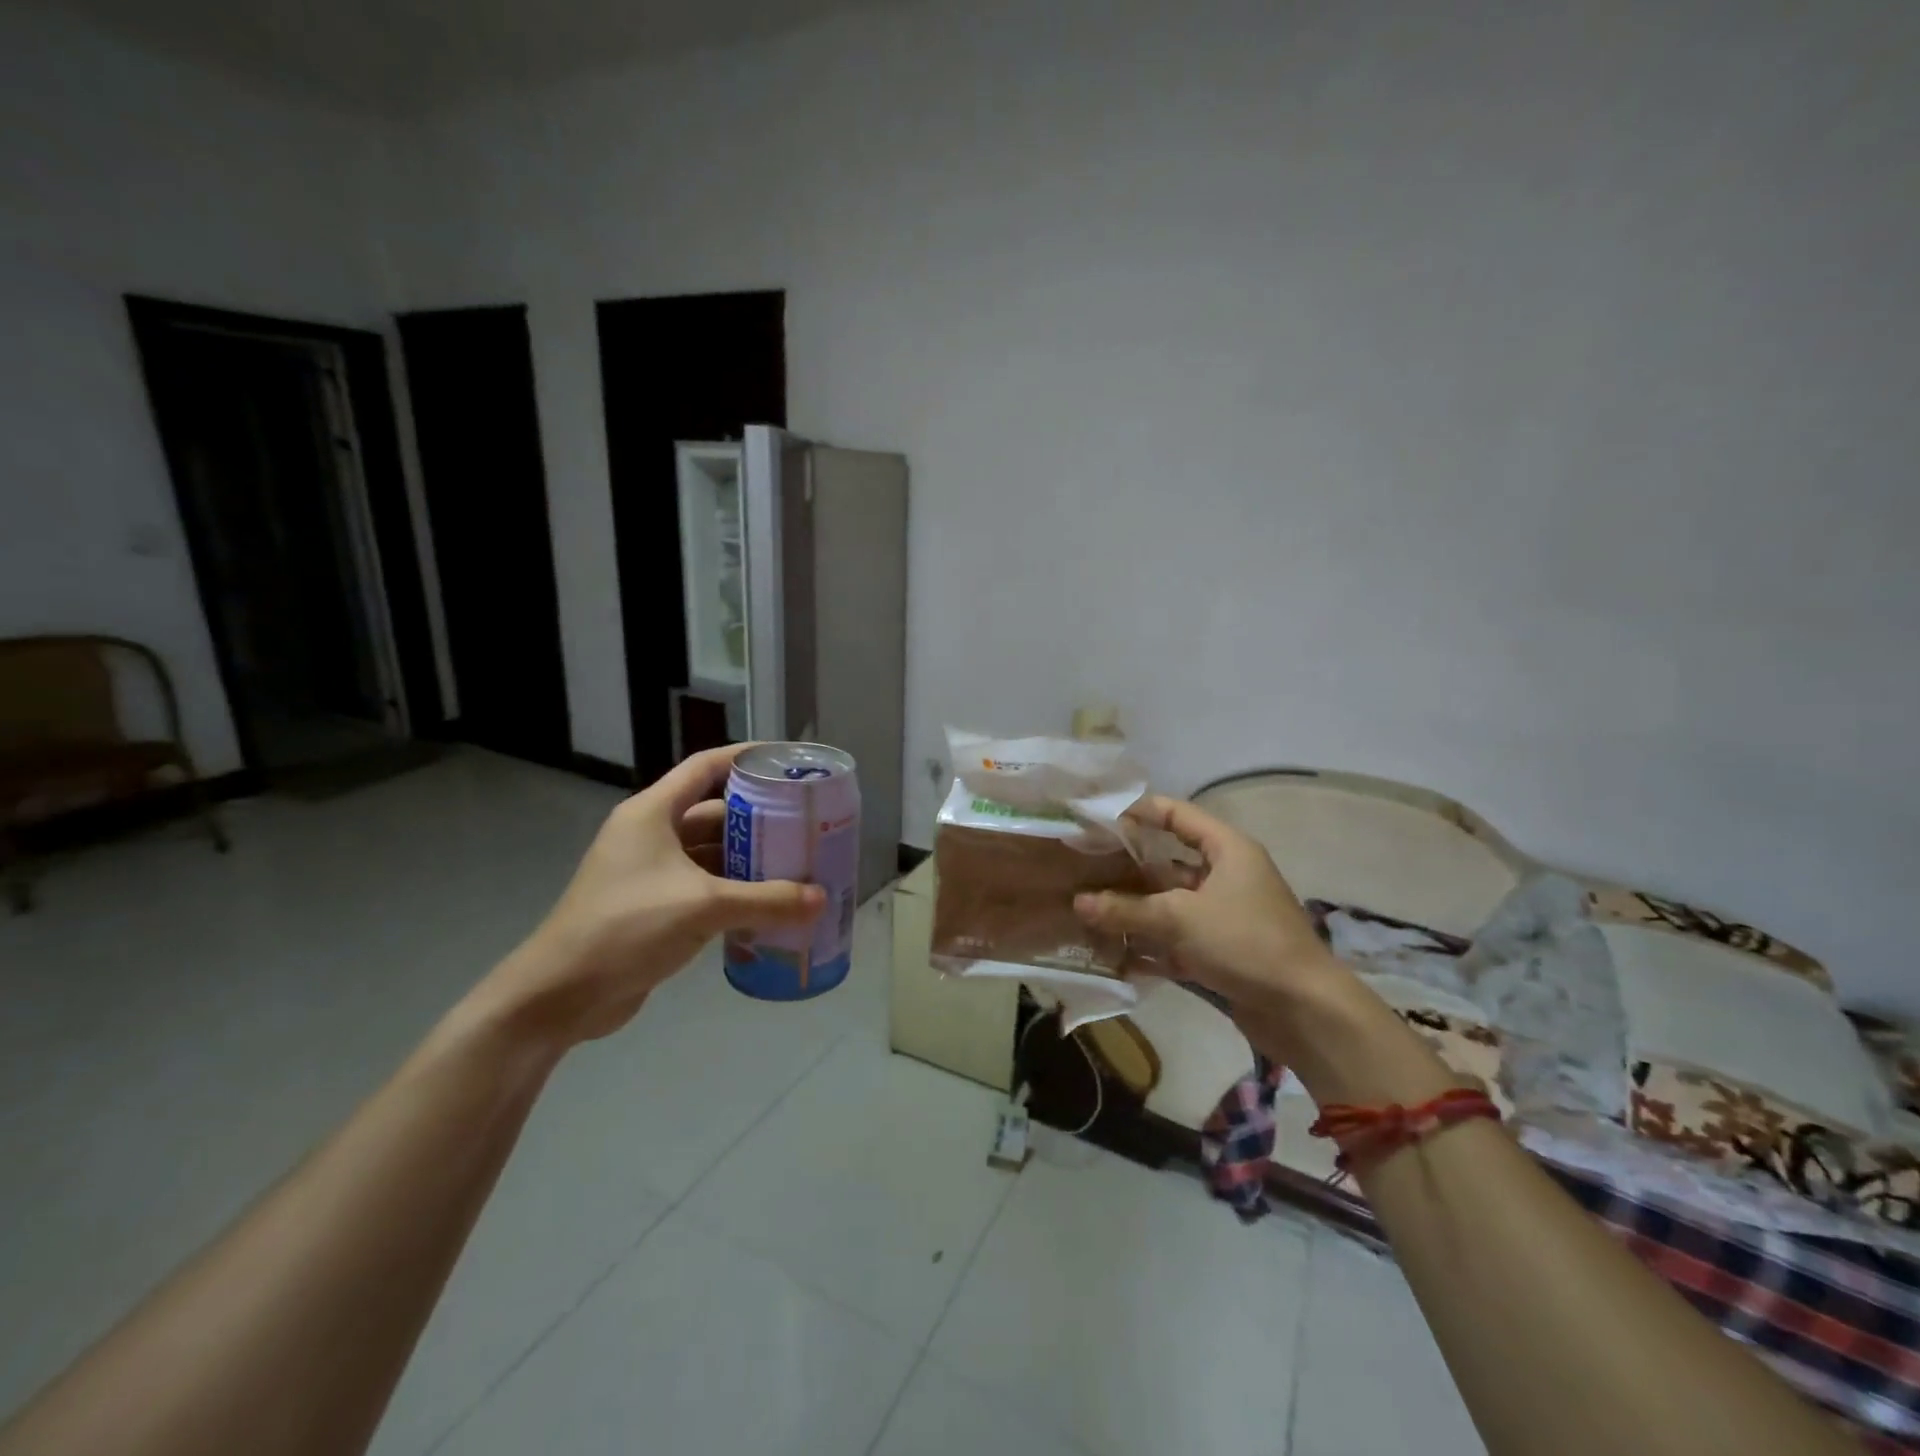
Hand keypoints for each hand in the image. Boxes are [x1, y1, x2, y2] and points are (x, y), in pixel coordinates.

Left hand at [474, 745, 825, 1046]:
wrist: (560, 996)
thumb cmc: (627, 928)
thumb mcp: (703, 906)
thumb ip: (766, 900)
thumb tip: (820, 899)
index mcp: (652, 813)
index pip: (706, 767)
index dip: (746, 758)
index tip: (787, 762)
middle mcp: (650, 834)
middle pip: (713, 812)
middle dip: (758, 818)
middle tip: (804, 823)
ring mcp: (649, 872)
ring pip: (710, 853)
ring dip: (748, 859)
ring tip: (796, 863)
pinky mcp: (652, 907)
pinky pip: (703, 887)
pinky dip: (733, 891)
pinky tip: (767, 903)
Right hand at [1074, 795, 1349, 1057]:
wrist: (1305, 1011)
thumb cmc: (1245, 942)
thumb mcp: (1180, 918)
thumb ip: (1126, 909)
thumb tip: (1077, 902)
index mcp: (1227, 849)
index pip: (1177, 814)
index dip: (1138, 813)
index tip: (1097, 821)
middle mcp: (1226, 875)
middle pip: (1167, 862)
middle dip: (1126, 869)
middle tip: (1083, 871)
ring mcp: (1223, 915)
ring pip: (1169, 904)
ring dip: (1133, 911)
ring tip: (1088, 914)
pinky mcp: (1221, 951)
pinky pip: (1177, 939)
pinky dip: (1150, 945)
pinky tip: (1114, 955)